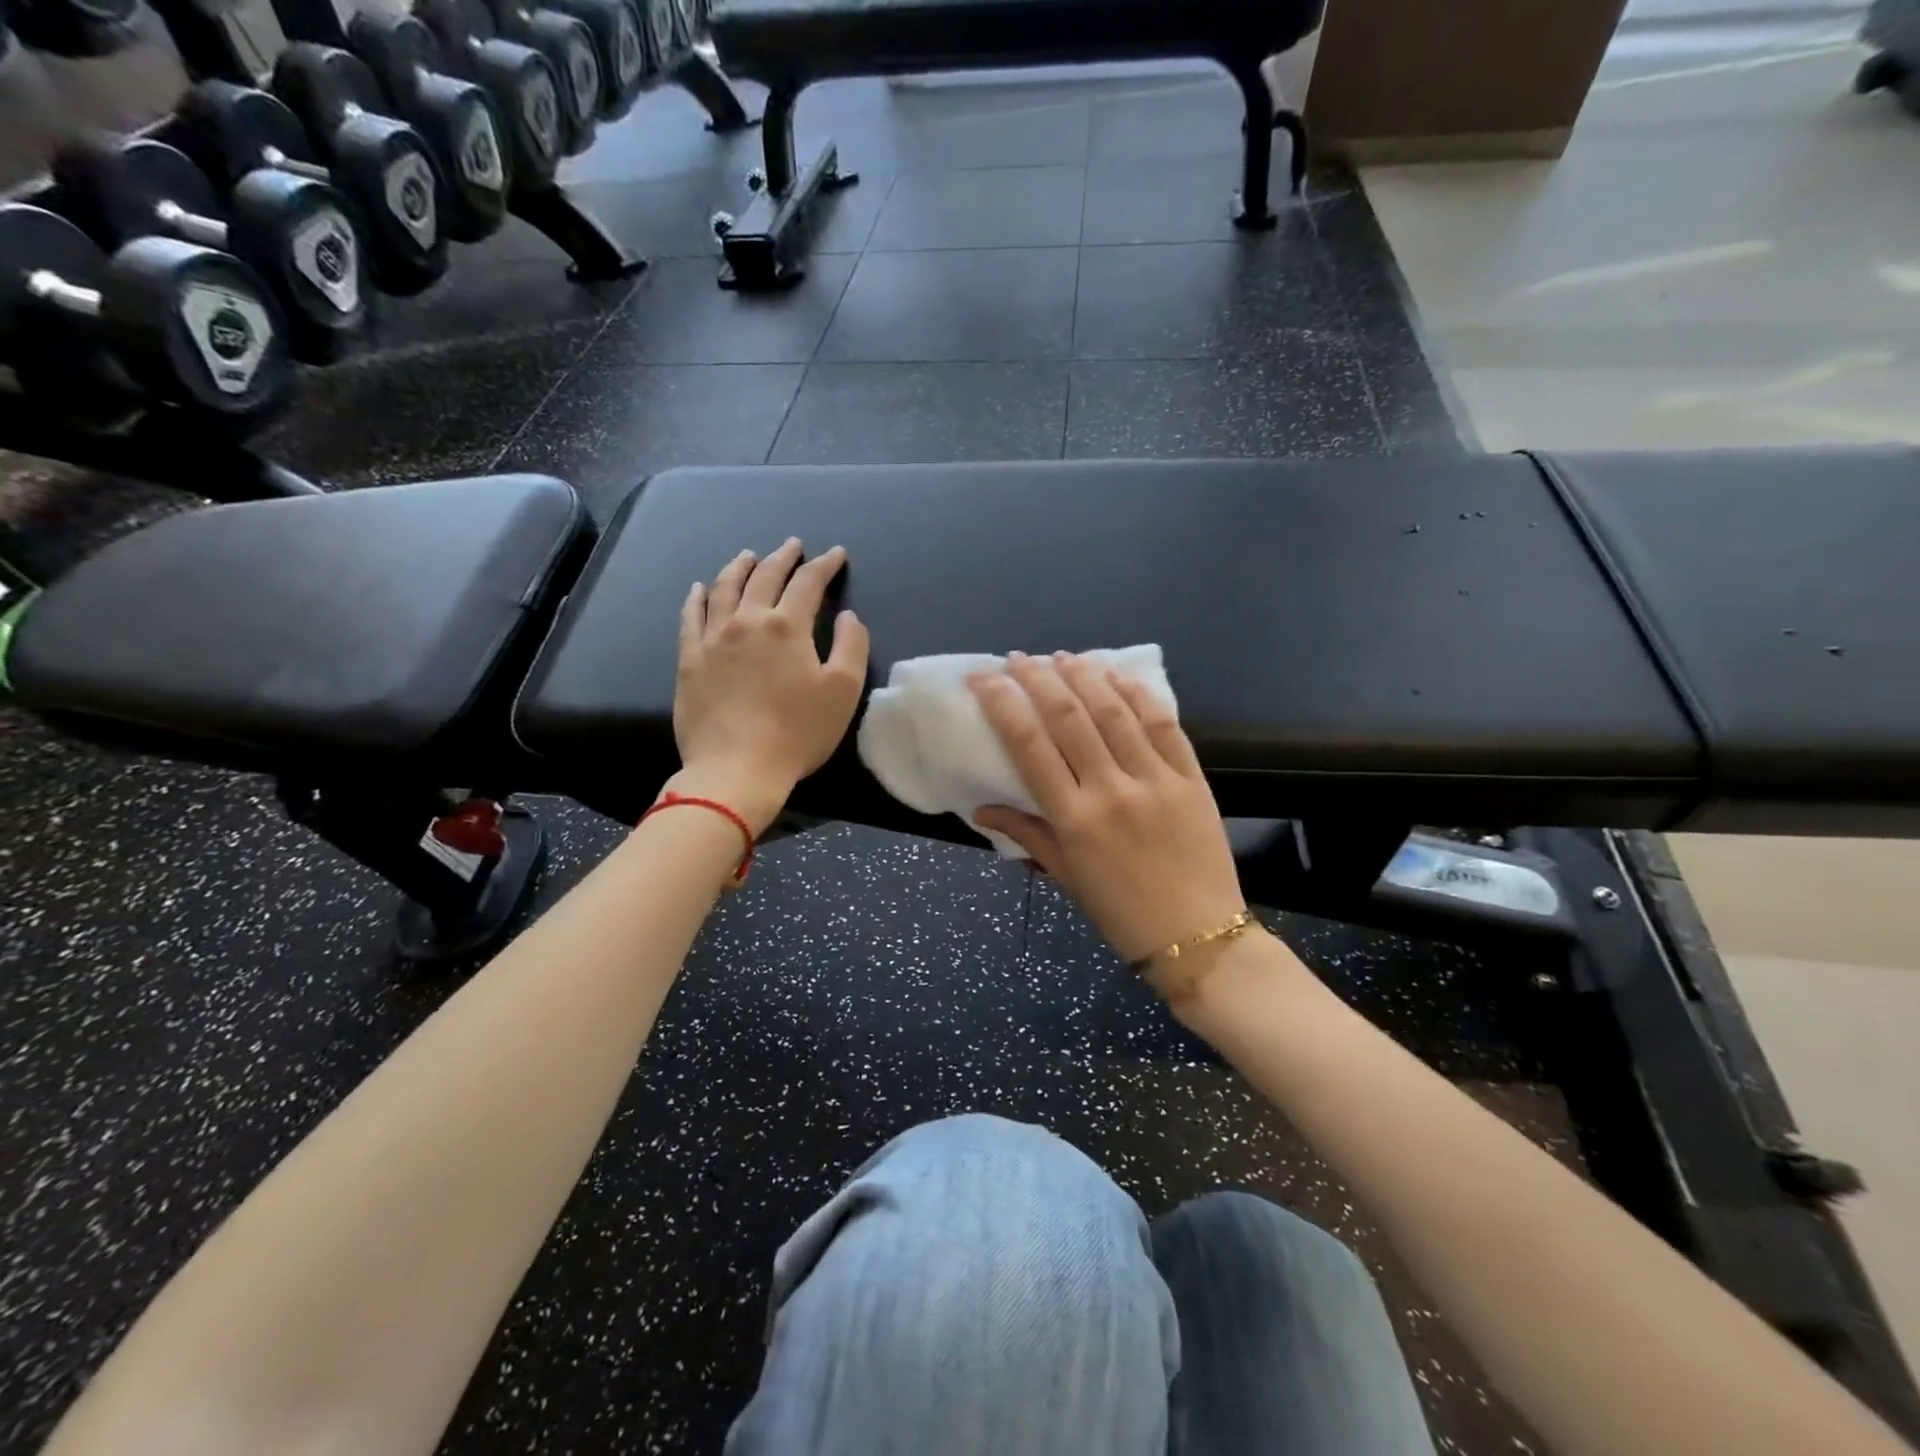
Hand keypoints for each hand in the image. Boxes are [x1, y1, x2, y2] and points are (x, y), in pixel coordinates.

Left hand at [672, 539, 868, 831]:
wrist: (736, 769)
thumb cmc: (798, 733)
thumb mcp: (843, 691)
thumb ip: (852, 645)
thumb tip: (848, 615)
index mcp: (787, 627)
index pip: (808, 583)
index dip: (825, 565)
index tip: (836, 555)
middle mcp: (747, 621)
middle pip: (765, 576)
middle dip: (783, 557)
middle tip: (793, 545)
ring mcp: (712, 638)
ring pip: (724, 588)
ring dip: (740, 567)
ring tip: (749, 556)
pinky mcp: (689, 659)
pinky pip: (691, 616)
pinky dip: (698, 597)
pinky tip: (700, 588)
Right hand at [970, 653, 1245, 964]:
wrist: (1200, 938)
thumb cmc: (1122, 914)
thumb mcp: (1067, 878)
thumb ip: (1027, 835)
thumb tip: (982, 809)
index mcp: (1074, 819)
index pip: (1028, 745)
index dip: (1002, 703)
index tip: (983, 678)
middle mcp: (1111, 790)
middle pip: (1068, 716)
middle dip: (1038, 679)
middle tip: (1018, 659)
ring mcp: (1156, 780)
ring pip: (1114, 711)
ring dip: (1084, 676)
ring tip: (1062, 656)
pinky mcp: (1192, 779)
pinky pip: (1163, 725)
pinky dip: (1138, 695)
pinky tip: (1117, 675)